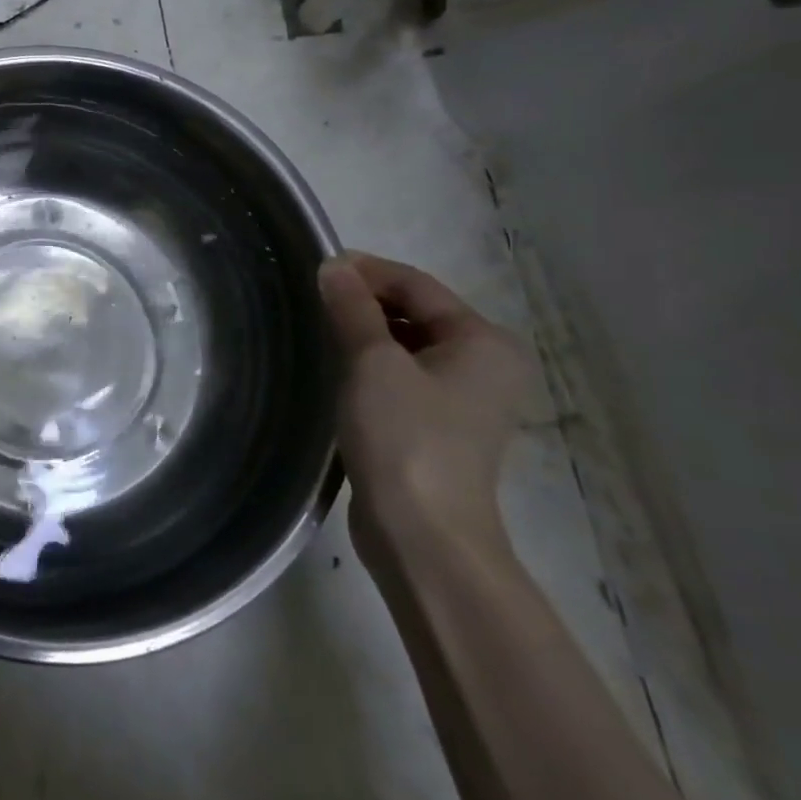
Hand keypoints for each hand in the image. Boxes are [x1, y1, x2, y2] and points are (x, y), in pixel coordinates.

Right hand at [317, 252, 532, 559]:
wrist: (422, 534)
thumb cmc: (404, 436)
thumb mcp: (372, 362)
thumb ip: (352, 308)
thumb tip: (334, 265)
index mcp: (484, 341)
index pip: (419, 285)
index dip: (367, 271)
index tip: (318, 268)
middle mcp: (486, 365)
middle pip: (418, 313)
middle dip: (366, 302)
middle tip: (314, 299)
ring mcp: (466, 400)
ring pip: (409, 346)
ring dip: (367, 333)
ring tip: (319, 329)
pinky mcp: (441, 428)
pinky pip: (405, 377)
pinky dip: (374, 365)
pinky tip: (339, 369)